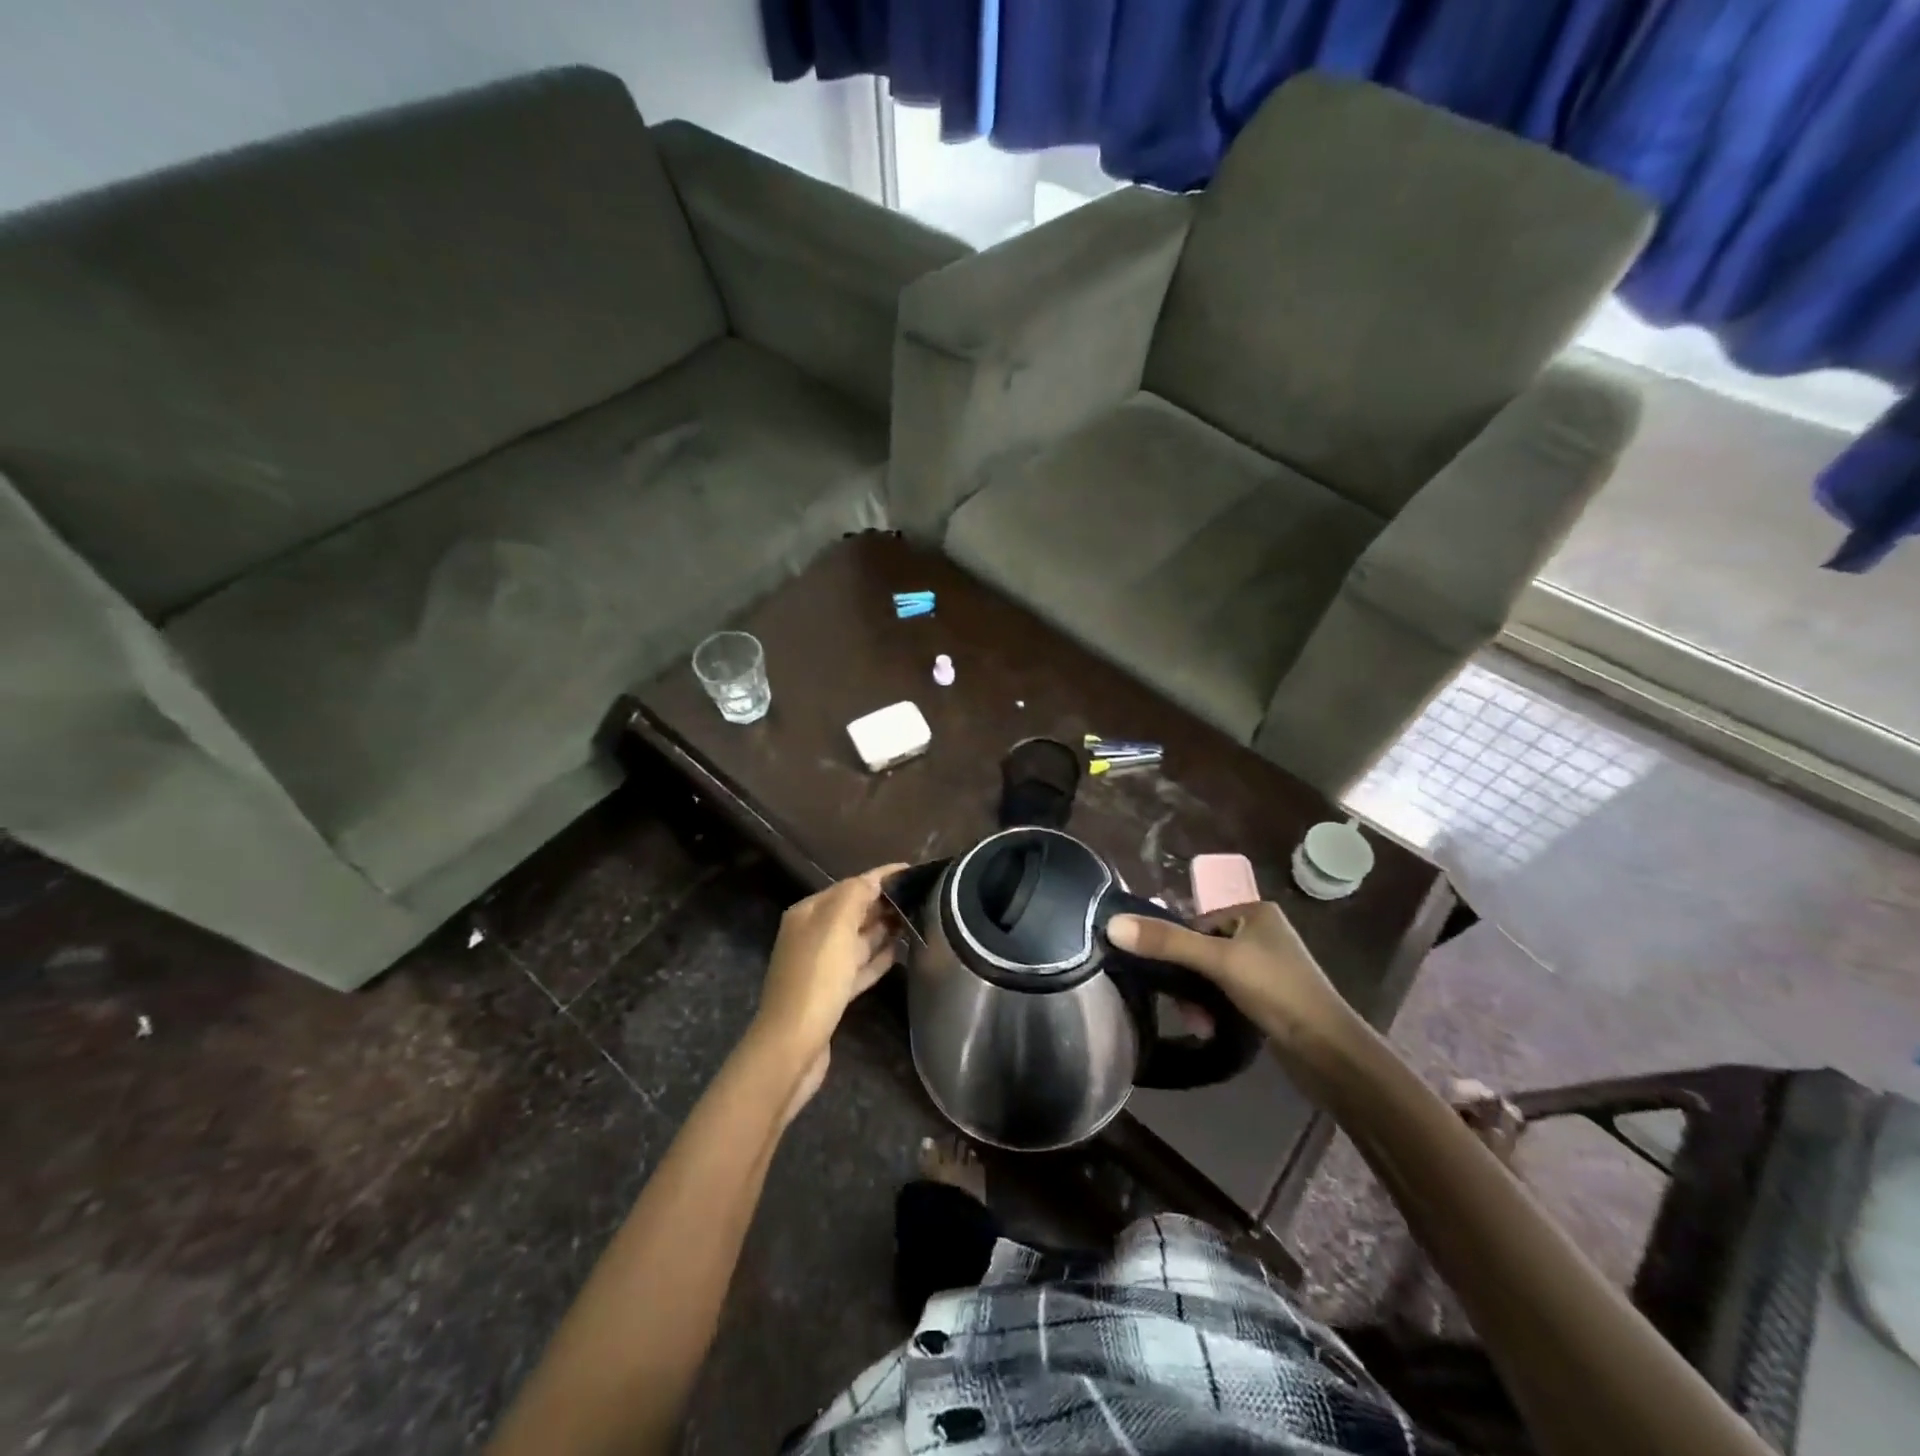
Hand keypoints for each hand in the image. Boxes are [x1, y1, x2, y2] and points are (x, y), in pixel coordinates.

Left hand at [752, 864, 906, 1083]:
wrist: (792, 1045)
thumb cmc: (816, 979)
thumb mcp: (835, 927)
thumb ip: (855, 896)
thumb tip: (873, 881)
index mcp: (808, 914)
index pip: (849, 886)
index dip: (880, 877)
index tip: (913, 870)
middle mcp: (811, 935)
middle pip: (853, 911)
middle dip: (883, 903)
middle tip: (922, 897)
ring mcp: (820, 967)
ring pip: (857, 940)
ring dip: (883, 930)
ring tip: (915, 922)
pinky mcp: (830, 995)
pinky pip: (858, 968)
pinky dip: (876, 959)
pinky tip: (897, 954)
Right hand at [1107, 901, 1358, 1055]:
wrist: (1329, 1051)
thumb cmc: (1276, 991)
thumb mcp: (1217, 961)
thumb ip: (1167, 942)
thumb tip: (1112, 925)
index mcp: (1253, 911)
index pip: (1194, 922)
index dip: (1178, 949)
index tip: (1168, 979)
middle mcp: (1260, 932)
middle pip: (1201, 949)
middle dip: (1188, 981)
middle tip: (1185, 1009)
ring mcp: (1266, 965)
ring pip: (1212, 974)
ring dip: (1199, 999)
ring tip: (1200, 1024)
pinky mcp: (1269, 995)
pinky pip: (1226, 993)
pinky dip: (1215, 1008)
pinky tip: (1211, 1028)